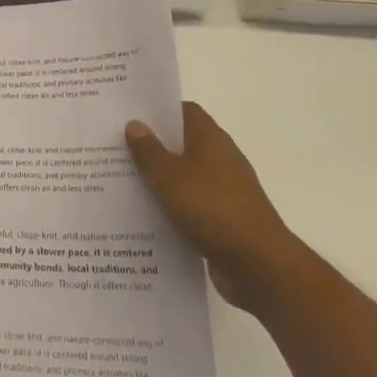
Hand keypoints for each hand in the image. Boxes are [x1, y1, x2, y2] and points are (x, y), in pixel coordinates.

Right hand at [126, 102, 292, 307]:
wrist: (258, 265)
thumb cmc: (212, 209)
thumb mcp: (170, 177)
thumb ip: (149, 151)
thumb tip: (135, 123)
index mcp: (210, 138)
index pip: (184, 111)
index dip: (158, 111)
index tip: (130, 116)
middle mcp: (221, 158)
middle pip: (184, 143)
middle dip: (154, 146)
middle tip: (118, 149)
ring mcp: (226, 190)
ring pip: (187, 176)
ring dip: (162, 180)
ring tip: (125, 183)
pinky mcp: (226, 219)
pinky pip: (193, 204)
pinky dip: (174, 207)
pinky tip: (150, 217)